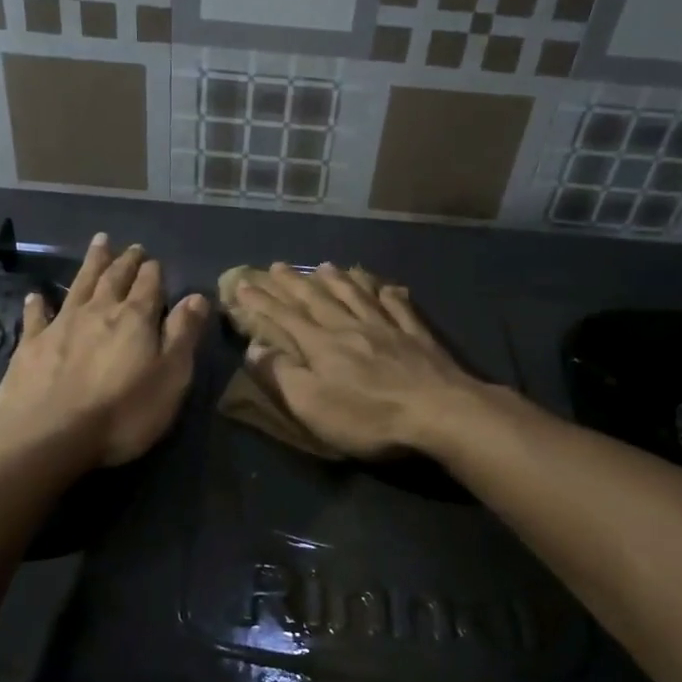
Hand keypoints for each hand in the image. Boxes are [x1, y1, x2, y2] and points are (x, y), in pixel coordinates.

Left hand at [0, 233, 208, 466]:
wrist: (49, 435)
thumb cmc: (123, 412)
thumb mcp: (171, 377)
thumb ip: (183, 335)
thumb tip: (197, 297)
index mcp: (135, 318)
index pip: (149, 285)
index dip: (153, 271)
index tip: (155, 260)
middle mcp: (98, 312)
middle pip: (114, 278)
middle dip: (125, 261)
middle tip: (131, 247)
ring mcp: (61, 325)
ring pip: (79, 286)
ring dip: (91, 264)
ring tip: (99, 244)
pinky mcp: (31, 346)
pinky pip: (36, 316)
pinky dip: (38, 304)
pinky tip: (36, 295)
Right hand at [232, 263, 488, 458]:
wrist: (438, 412)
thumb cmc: (368, 416)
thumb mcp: (312, 405)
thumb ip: (281, 374)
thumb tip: (254, 347)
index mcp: (322, 345)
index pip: (284, 318)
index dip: (261, 302)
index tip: (243, 285)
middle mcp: (351, 327)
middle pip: (318, 299)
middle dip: (293, 283)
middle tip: (277, 266)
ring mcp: (387, 328)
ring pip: (356, 295)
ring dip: (336, 280)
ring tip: (324, 265)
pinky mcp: (417, 337)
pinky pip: (397, 306)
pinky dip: (386, 293)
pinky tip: (384, 286)